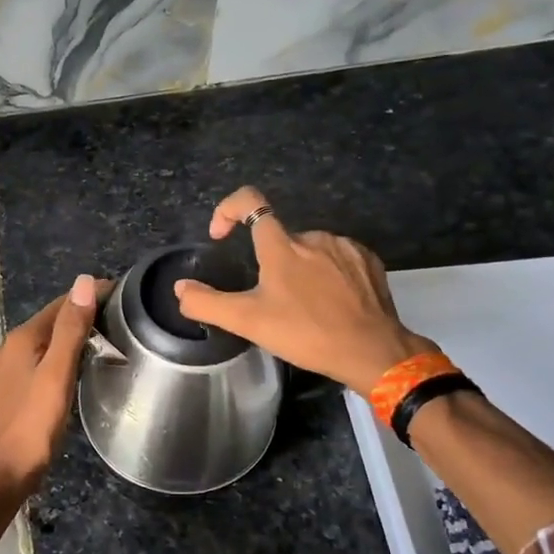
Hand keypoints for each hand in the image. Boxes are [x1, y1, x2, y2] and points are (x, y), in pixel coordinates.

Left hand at [0, 274, 103, 504]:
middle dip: (84, 314)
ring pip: (47, 342)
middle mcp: (12, 347)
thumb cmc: (31, 425)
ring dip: (74, 337)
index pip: (61, 304)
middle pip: (53, 321)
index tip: (125, 296)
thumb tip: (84, 281)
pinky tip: (80, 369)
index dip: (91, 296)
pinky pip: (43, 362)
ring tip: (110, 340)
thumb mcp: (57, 374)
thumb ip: (70, 329)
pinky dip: (63, 357)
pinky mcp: (13, 390)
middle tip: (124, 319)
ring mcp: (9, 370)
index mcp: (22, 338)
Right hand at [173, 186, 432, 392]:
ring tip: (303, 306)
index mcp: (281, 246)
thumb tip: (181, 288)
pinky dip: (327, 273)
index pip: (250, 201)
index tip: (220, 236)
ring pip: (309, 249)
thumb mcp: (248, 323)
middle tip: (271, 301)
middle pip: (279, 237)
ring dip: (300, 268)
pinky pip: (337, 257)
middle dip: (269, 262)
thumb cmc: (306, 333)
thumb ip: (207, 303)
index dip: (227, 210)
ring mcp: (344, 246)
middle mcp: (313, 236)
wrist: (372, 351)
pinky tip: (330, 302)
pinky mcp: (368, 260)